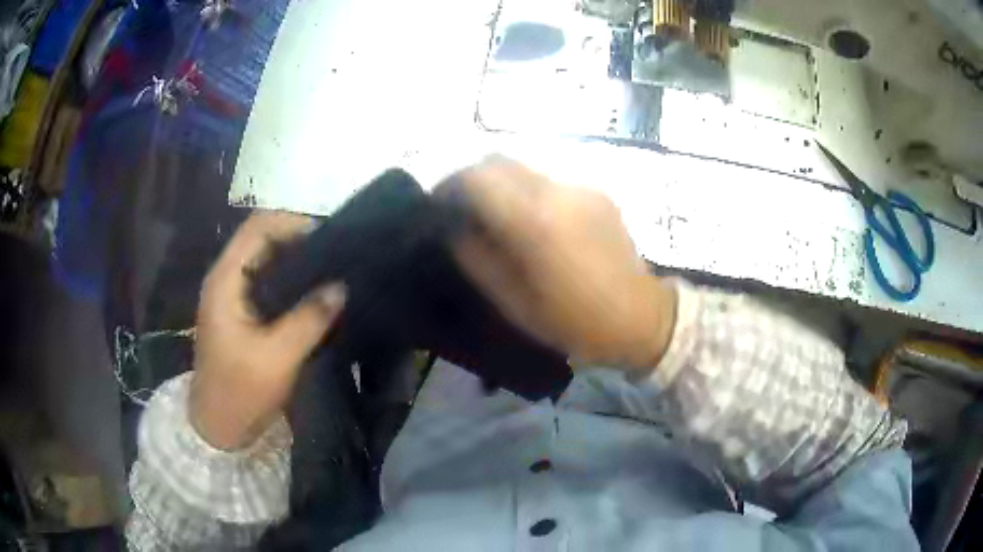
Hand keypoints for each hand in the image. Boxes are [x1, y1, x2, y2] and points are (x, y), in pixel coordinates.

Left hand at [190, 211, 345, 449]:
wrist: (218, 426)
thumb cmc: (240, 391)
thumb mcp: (278, 357)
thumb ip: (310, 318)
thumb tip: (341, 286)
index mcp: (226, 279)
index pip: (258, 228)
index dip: (293, 223)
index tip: (329, 237)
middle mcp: (226, 278)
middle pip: (263, 239)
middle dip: (299, 241)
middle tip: (337, 254)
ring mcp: (232, 295)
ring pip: (266, 261)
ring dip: (296, 262)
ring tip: (331, 270)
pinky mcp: (241, 312)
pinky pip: (268, 283)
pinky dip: (291, 282)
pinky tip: (314, 294)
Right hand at [436, 157, 676, 371]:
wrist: (641, 318)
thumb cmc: (575, 321)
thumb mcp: (514, 302)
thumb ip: (477, 258)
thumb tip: (455, 228)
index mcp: (535, 221)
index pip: (477, 178)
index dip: (449, 186)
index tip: (438, 206)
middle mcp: (557, 191)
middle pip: (498, 160)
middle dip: (472, 179)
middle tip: (462, 209)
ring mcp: (581, 188)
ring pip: (524, 169)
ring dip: (501, 185)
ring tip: (497, 219)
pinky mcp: (597, 193)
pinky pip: (550, 182)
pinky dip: (529, 193)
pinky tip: (536, 224)